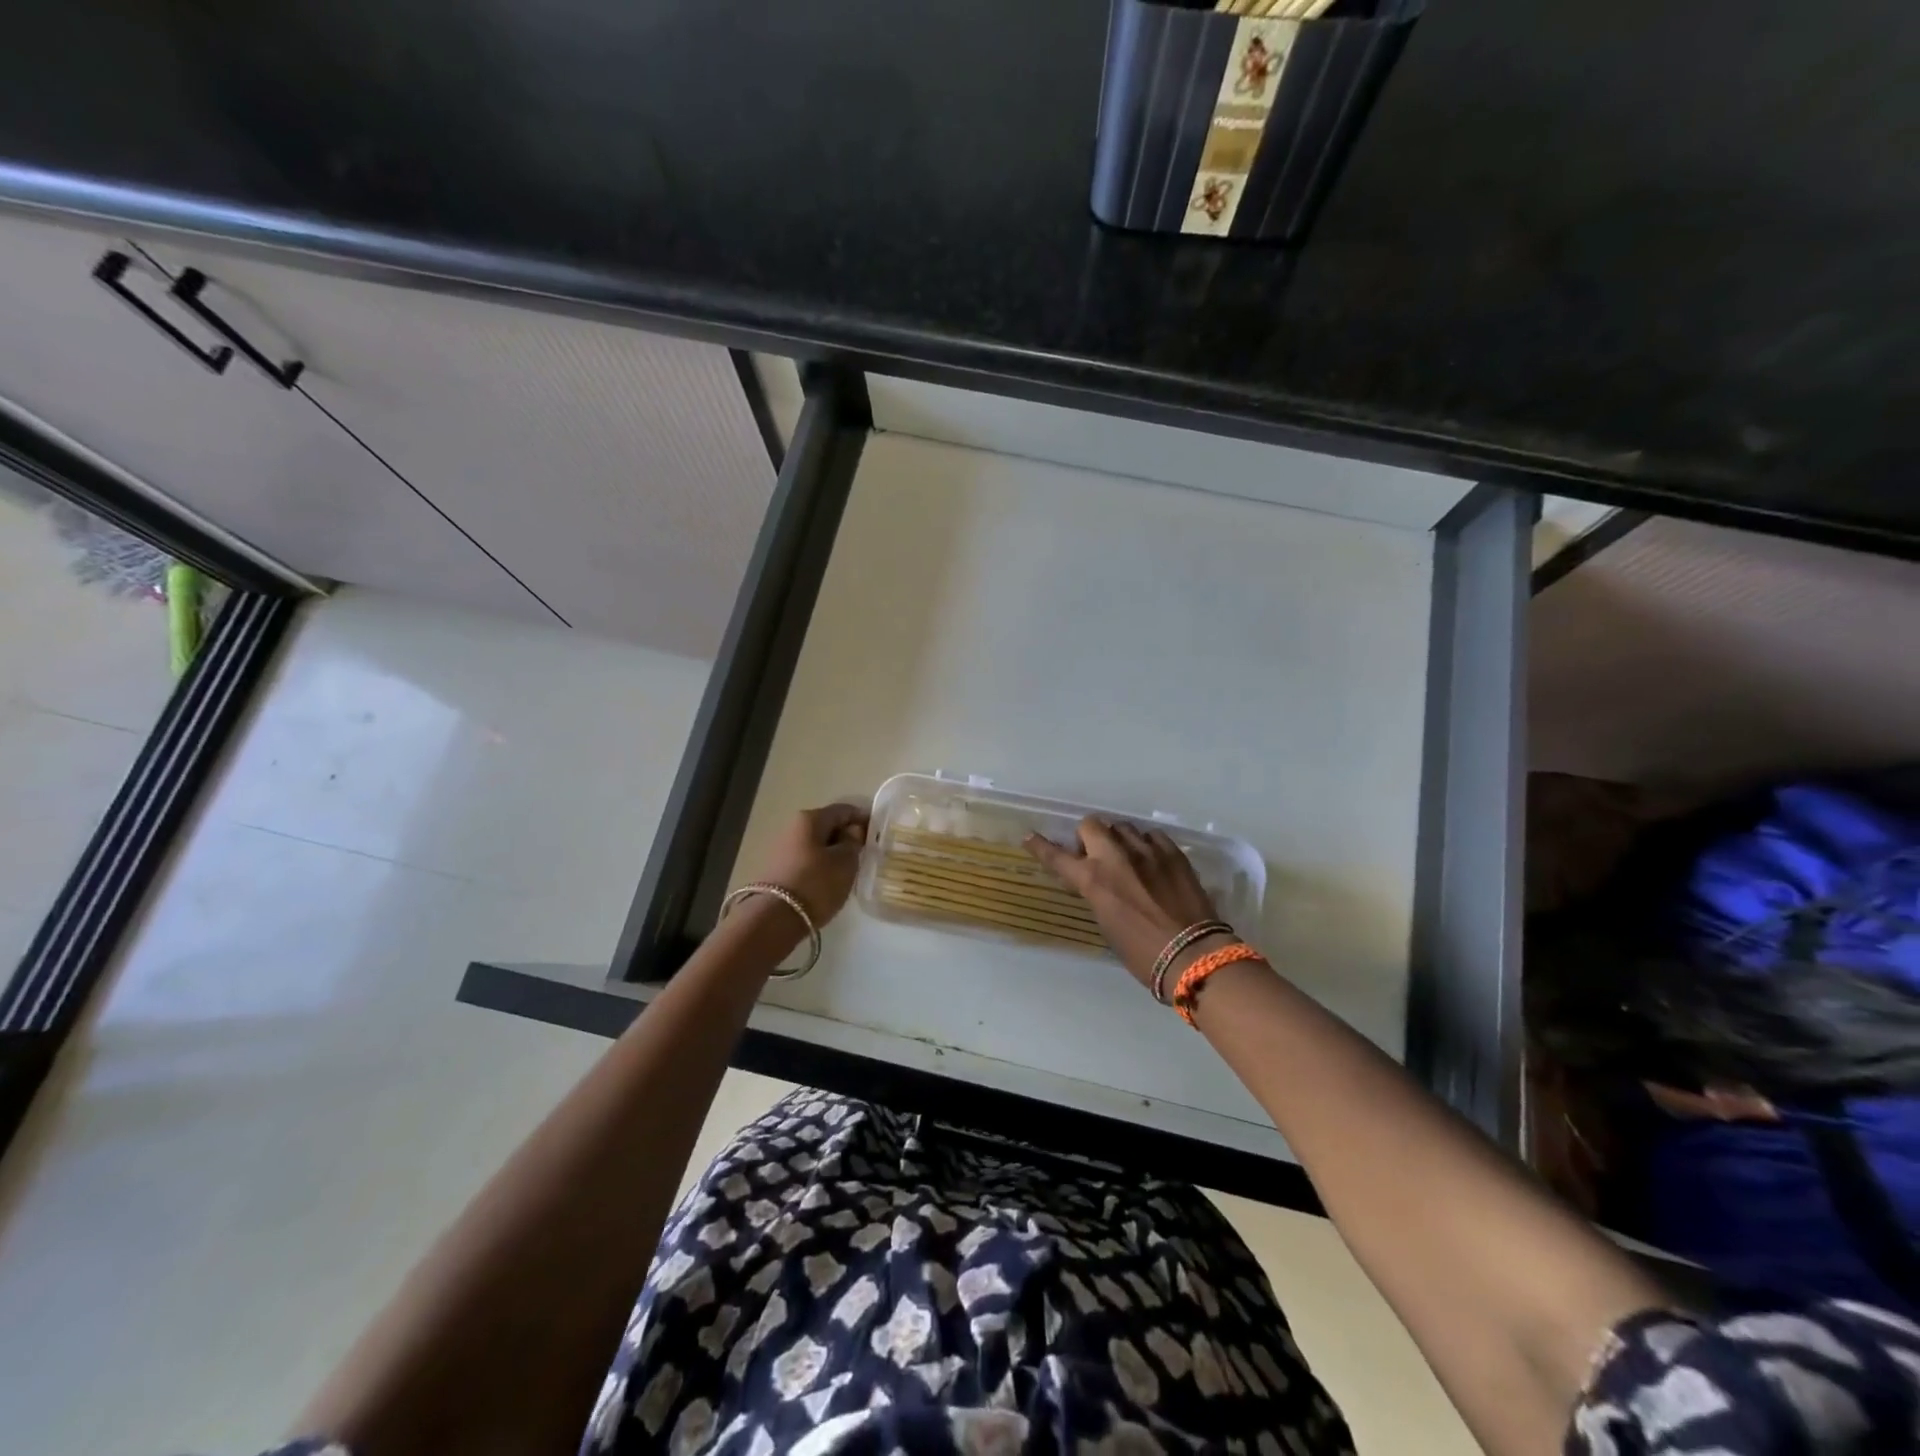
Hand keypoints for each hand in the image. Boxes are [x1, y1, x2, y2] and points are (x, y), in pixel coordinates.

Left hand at [756, 802, 869, 927]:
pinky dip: (820, 865)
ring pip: (816, 844)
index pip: (843, 810)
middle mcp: (793, 827)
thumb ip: (853, 842)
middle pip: (827, 825)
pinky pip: (806, 860)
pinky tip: (830, 880)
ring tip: (849, 869)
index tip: (878, 833)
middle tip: (865, 853)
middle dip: (847, 836)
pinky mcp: (777, 870)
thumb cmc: (816, 883)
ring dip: (833, 852)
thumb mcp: (845, 862)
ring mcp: (782, 849)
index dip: (863, 818)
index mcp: (810, 818)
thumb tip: (852, 831)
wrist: (774, 918)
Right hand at [1025, 818, 1223, 991]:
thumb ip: (1098, 895)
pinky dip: (1146, 844)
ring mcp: (1147, 851)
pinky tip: (1151, 860)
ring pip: (1122, 826)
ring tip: (1126, 857)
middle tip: (1093, 855)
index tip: (1030, 837)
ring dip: (1117, 839)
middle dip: (1087, 837)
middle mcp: (1116, 857)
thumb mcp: (1106, 924)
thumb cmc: (1142, 953)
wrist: (1193, 955)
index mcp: (1093, 880)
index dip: (1041, 846)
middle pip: (1091, 825)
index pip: (1057, 857)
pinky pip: (1152, 835)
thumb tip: (1099, 884)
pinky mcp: (1173, 853)